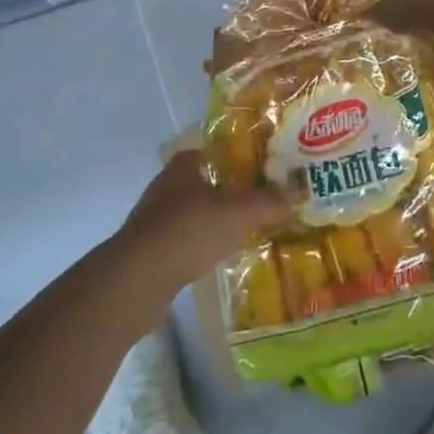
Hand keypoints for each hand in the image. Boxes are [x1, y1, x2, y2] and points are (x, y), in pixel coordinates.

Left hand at [117, 148, 292, 294]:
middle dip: (222, 191)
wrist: (137, 280)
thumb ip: (267, 202)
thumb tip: (296, 194)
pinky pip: (180, 243)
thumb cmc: (187, 231)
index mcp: (182, 169)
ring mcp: (152, 223)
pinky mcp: (148, 254)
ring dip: (209, 221)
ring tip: (240, 231)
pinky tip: (216, 258)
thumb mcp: (237, 213)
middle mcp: (163, 190)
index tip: (251, 167)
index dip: (226, 156)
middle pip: (198, 183)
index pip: (204, 152)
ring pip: (188, 215)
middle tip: (253, 200)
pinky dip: (197, 247)